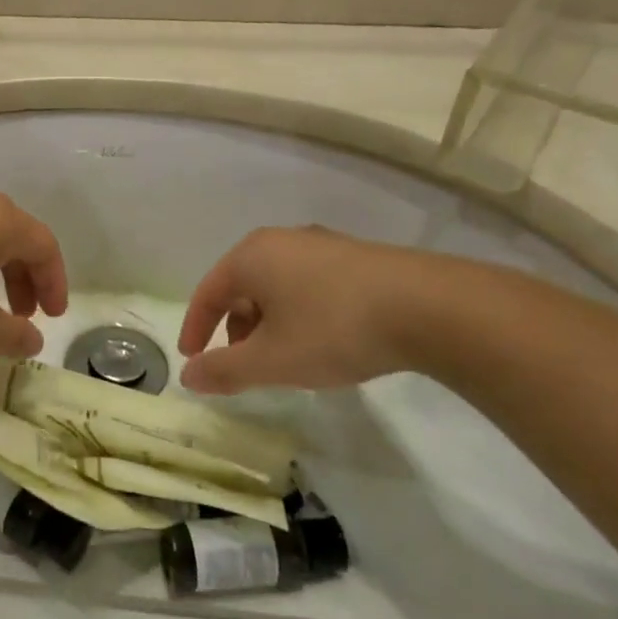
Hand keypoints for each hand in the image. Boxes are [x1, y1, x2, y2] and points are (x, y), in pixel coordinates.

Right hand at [176, 226, 429, 393]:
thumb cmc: (333, 329)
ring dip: (268, 323)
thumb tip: (188, 377)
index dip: (195, 328)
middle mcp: (281, 241)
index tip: (191, 359)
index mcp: (251, 256)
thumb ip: (224, 370)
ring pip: (277, 286)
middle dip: (235, 328)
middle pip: (242, 287)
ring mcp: (322, 245)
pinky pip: (309, 285)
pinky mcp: (356, 258)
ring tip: (284, 358)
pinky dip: (299, 313)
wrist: (429, 307)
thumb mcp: (272, 360)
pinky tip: (322, 341)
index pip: (208, 292)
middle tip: (241, 364)